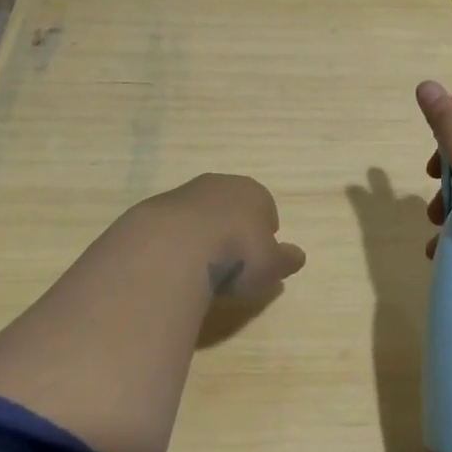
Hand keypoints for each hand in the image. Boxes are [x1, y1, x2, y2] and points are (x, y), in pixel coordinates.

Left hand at [139, 173, 306, 297]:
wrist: (175, 246)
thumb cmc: (236, 253)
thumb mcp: (271, 265)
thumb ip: (285, 260)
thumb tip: (298, 256)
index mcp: (254, 192)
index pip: (265, 207)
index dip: (264, 233)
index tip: (258, 258)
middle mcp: (220, 184)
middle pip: (231, 205)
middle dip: (232, 228)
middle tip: (230, 261)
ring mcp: (183, 192)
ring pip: (199, 212)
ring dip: (201, 234)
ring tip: (199, 267)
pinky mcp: (153, 208)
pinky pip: (172, 226)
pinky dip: (175, 241)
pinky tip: (174, 264)